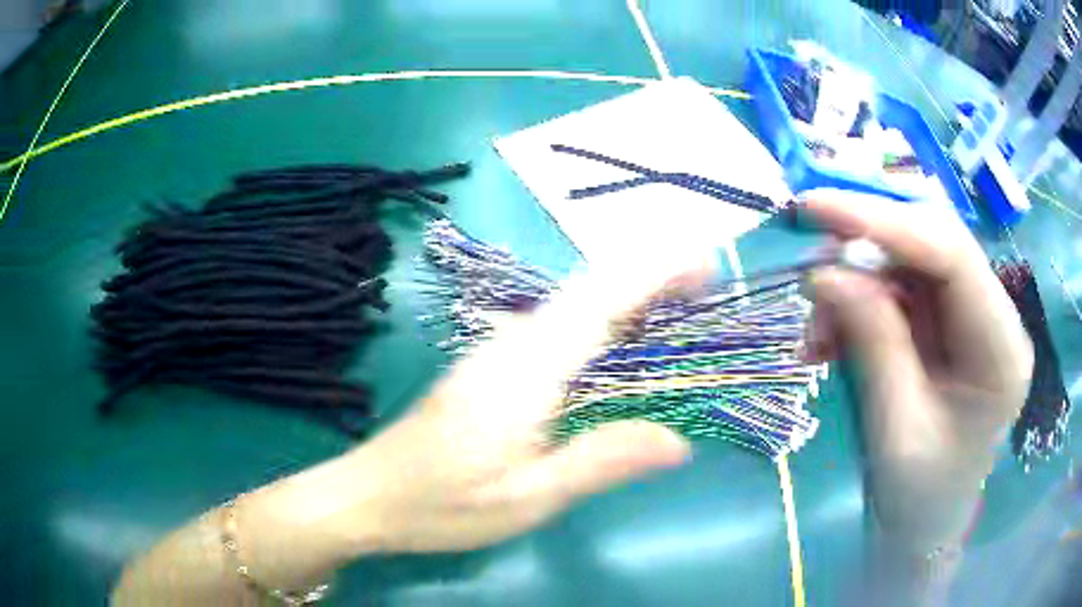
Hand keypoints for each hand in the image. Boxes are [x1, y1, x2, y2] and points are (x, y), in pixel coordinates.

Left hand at [328, 255, 711, 554]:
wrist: (372, 495)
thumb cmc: (446, 503)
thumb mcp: (530, 497)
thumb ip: (603, 460)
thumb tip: (680, 440)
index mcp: (528, 367)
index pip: (602, 299)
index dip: (656, 272)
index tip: (703, 262)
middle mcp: (514, 344)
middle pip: (591, 290)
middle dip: (651, 277)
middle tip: (704, 286)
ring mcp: (499, 352)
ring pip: (575, 307)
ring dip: (629, 299)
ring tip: (679, 309)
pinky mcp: (493, 368)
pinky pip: (560, 331)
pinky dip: (603, 324)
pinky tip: (622, 349)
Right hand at [800, 191, 1032, 553]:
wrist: (925, 528)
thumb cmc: (918, 499)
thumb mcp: (895, 430)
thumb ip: (873, 344)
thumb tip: (826, 272)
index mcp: (1002, 349)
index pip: (953, 254)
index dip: (885, 221)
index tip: (817, 209)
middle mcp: (995, 316)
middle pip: (935, 241)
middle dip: (869, 239)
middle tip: (810, 257)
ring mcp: (973, 315)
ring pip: (913, 258)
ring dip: (859, 276)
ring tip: (817, 323)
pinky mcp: (950, 323)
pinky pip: (903, 287)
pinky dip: (862, 299)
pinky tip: (834, 332)